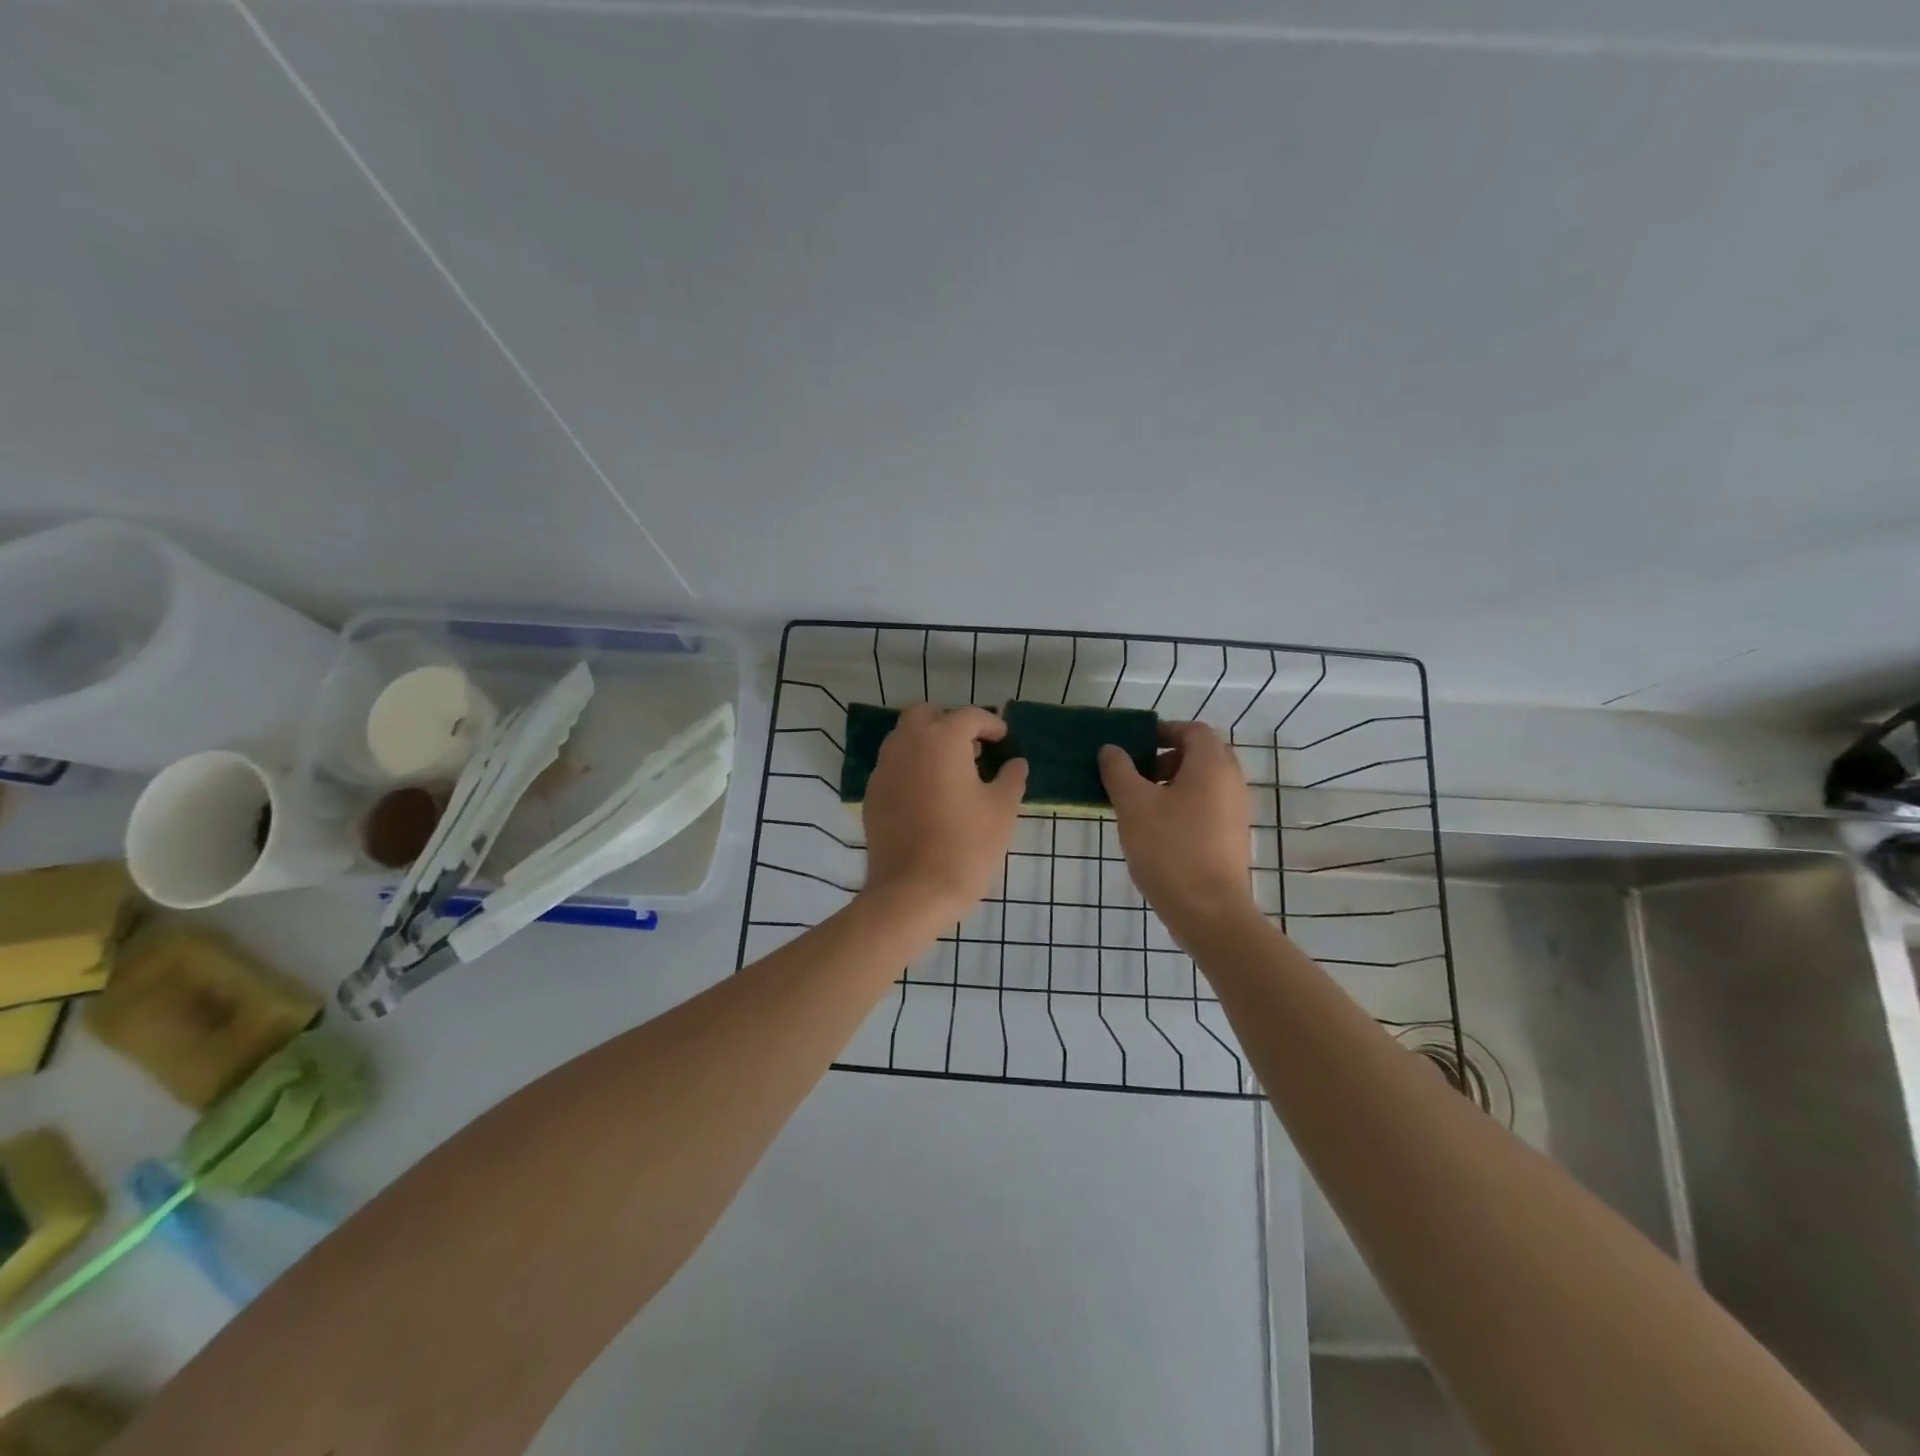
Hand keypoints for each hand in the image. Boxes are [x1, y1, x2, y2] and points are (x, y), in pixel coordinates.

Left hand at [861, 705, 1027, 923]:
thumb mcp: (1002, 810)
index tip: (1002, 739)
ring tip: (950, 769)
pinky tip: (928, 794)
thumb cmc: (966, 845)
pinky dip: (911, 767)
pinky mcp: (873, 795)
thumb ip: (1011, 779)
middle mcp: (907, 745)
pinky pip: (893, 766)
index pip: (968, 716)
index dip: (990, 724)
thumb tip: (1016, 764)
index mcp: (942, 740)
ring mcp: (884, 769)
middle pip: (925, 715)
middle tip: (972, 748)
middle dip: (949, 723)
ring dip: (927, 742)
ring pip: (904, 738)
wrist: (914, 891)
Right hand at [1099, 722, 1254, 938]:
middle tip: (1136, 773)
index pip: (1192, 730)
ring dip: (1173, 782)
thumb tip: (1112, 749)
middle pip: (1201, 753)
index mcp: (1212, 765)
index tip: (1134, 745)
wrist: (1208, 911)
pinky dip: (1184, 803)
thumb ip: (1119, 770)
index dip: (1163, 731)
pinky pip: (1208, 804)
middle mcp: (1232, 781)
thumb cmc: (1169, 849)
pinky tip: (1157, 828)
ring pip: (1204, 781)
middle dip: (1166, 757)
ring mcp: (1236, 810)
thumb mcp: (1133, 805)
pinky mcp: (1232, 835)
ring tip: (1141, 803)